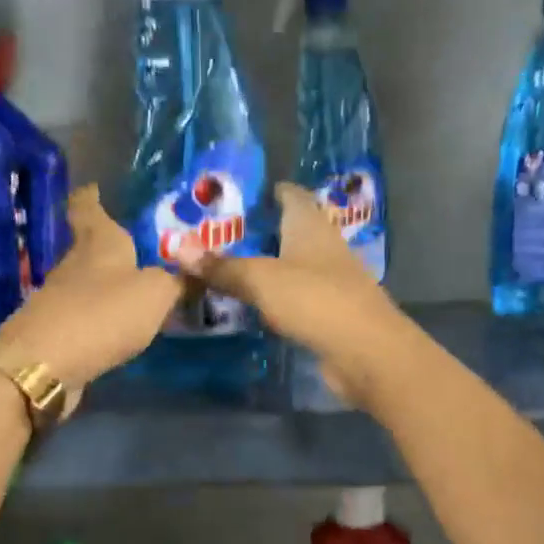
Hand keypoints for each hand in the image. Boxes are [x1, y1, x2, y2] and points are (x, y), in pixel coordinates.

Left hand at [0, 186, 182, 388]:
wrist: (45, 364)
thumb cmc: (103, 313)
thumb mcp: (155, 294)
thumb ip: (175, 281)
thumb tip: (189, 272)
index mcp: (98, 242)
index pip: (87, 208)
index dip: (90, 197)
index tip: (93, 188)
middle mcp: (74, 263)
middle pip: (88, 246)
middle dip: (108, 246)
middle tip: (137, 247)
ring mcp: (59, 298)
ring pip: (85, 281)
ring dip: (105, 284)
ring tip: (133, 290)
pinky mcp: (55, 330)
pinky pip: (82, 314)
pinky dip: (98, 315)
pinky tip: (116, 325)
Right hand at [171, 184, 410, 405]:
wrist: (366, 352)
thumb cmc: (315, 300)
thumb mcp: (261, 279)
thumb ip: (222, 266)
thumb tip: (177, 247)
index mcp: (310, 225)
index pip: (290, 195)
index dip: (266, 191)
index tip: (235, 196)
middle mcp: (322, 247)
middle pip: (287, 231)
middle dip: (256, 232)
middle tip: (214, 236)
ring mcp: (328, 282)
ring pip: (290, 267)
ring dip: (263, 267)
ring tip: (223, 268)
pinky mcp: (328, 314)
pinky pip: (293, 298)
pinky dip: (273, 298)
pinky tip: (248, 305)